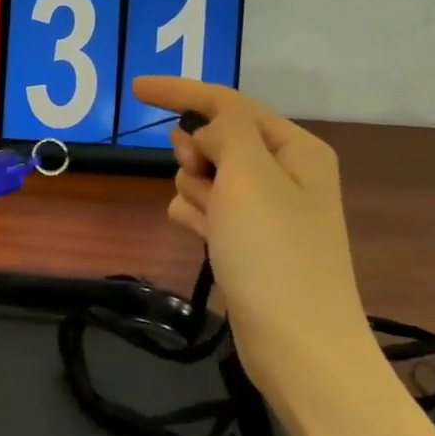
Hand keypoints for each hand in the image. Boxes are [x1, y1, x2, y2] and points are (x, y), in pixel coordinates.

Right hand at [132, 76, 367, 372]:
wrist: (299, 347)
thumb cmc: (274, 253)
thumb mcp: (249, 176)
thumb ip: (225, 132)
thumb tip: (207, 130)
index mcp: (293, 149)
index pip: (228, 104)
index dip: (181, 92)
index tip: (134, 88)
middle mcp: (283, 173)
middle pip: (216, 139)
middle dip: (196, 155)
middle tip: (203, 181)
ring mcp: (265, 210)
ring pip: (206, 176)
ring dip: (195, 191)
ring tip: (210, 223)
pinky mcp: (248, 242)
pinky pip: (207, 209)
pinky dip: (197, 216)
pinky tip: (201, 237)